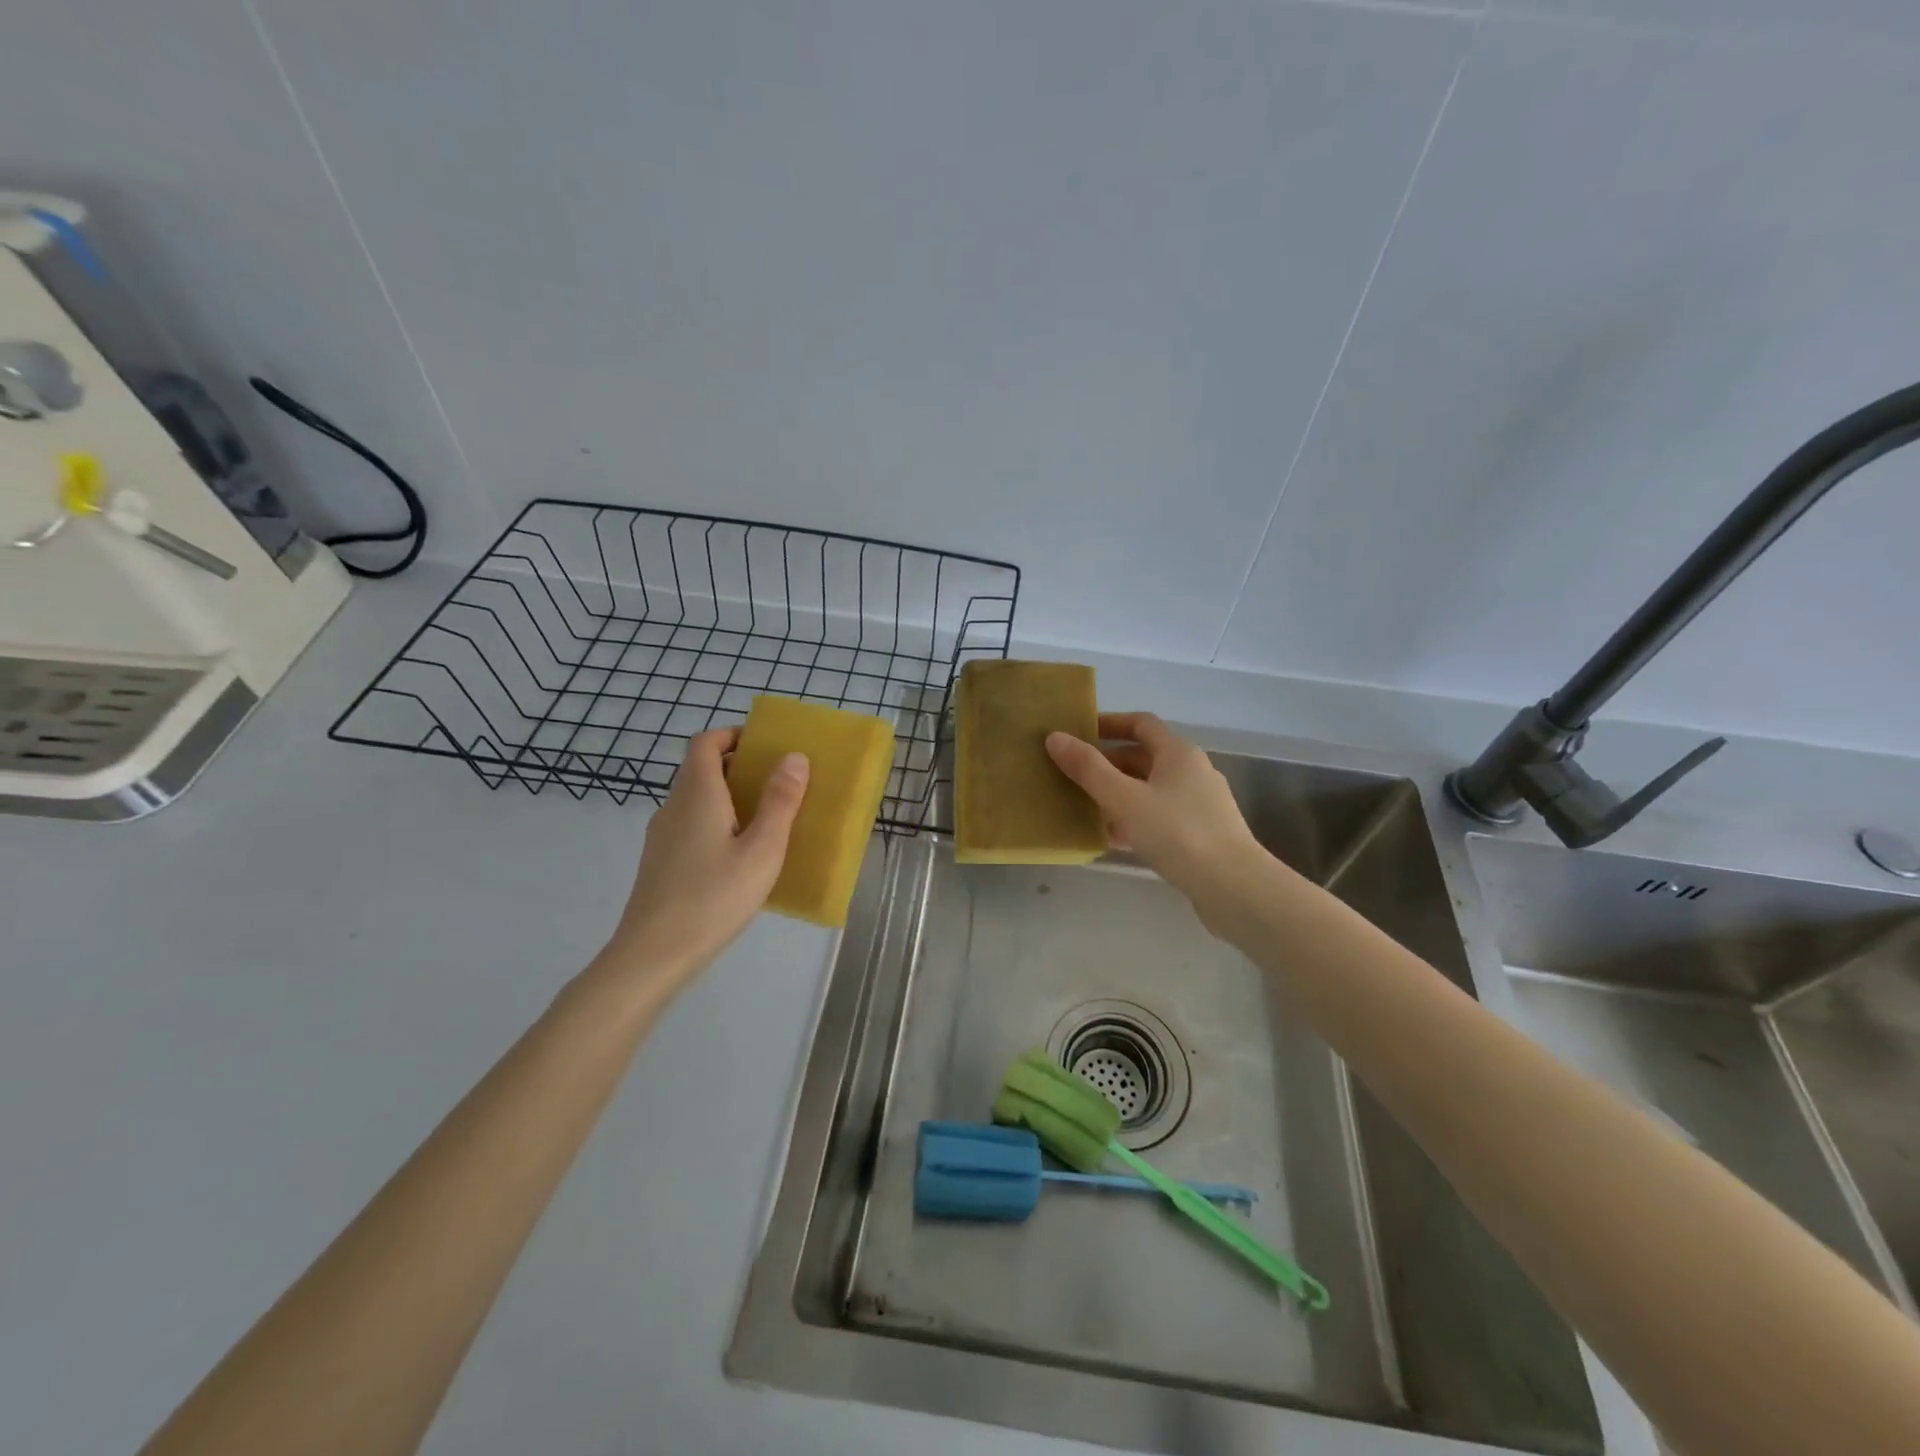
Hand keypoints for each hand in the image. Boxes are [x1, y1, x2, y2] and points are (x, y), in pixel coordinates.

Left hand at [602, 728, 808, 994]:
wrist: (653, 955)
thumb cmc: (713, 897)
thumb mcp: (762, 850)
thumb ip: (780, 802)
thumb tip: (794, 757)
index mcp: (697, 794)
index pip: (705, 742)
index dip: (732, 734)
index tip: (765, 745)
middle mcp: (673, 806)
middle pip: (700, 768)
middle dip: (738, 766)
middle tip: (777, 782)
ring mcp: (662, 836)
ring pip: (695, 799)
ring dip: (728, 796)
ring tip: (766, 818)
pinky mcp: (660, 862)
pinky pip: (690, 825)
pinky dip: (716, 822)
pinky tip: (739, 856)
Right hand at [1046, 713, 1268, 925]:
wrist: (1233, 888)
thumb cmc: (1178, 833)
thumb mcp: (1124, 798)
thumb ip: (1088, 769)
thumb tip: (1054, 737)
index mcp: (1178, 753)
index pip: (1141, 723)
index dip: (1109, 724)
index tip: (1078, 733)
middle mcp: (1192, 772)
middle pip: (1144, 757)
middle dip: (1107, 763)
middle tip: (1071, 774)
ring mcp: (1199, 805)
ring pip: (1150, 790)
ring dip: (1118, 794)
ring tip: (1083, 806)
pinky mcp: (1200, 835)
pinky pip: (1159, 817)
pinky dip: (1133, 820)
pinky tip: (1110, 839)